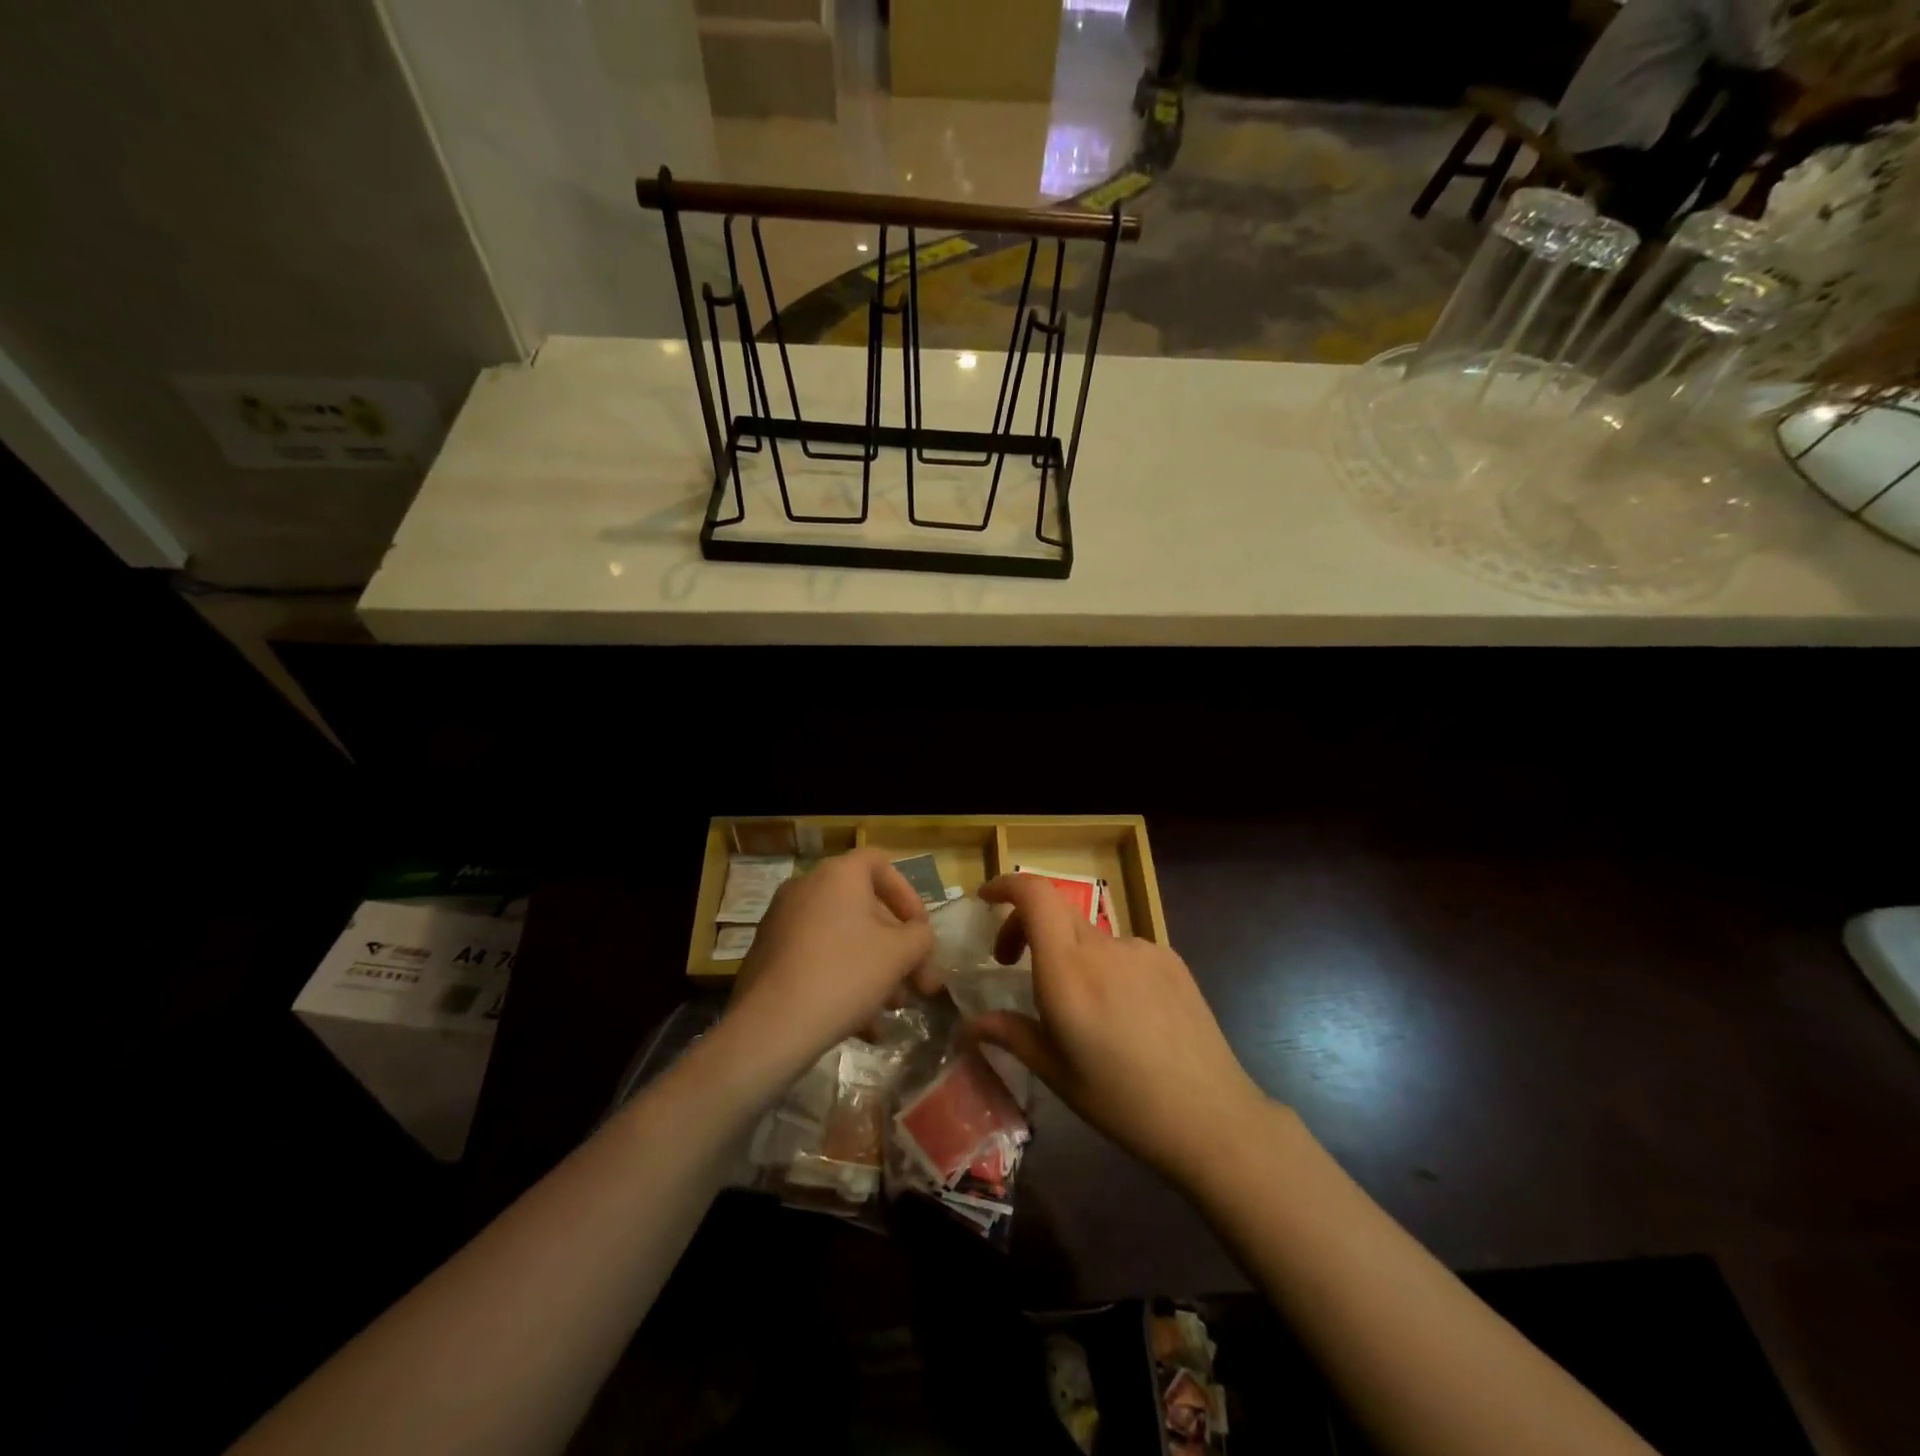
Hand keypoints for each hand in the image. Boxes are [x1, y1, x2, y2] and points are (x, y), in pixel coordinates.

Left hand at [721, 849, 936, 1087]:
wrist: (770, 1027)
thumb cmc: (844, 975)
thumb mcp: (899, 954)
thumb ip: (920, 937)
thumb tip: (918, 936)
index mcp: (838, 874)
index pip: (881, 863)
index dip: (908, 895)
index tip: (919, 931)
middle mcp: (806, 887)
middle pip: (864, 908)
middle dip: (895, 947)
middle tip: (916, 984)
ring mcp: (782, 921)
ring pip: (842, 938)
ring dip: (873, 969)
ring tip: (890, 1010)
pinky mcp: (768, 955)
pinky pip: (817, 958)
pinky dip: (842, 980)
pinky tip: (861, 1025)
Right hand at [965, 873, 1270, 1186]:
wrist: (1211, 1117)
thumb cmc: (1122, 1102)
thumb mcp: (1057, 1073)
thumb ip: (1011, 1034)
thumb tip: (968, 1026)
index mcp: (1068, 973)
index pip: (1035, 896)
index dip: (1007, 885)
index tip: (987, 900)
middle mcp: (1104, 948)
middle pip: (1056, 911)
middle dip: (1025, 926)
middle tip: (1012, 963)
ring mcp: (1142, 949)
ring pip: (1090, 935)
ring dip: (1069, 953)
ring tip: (1080, 1008)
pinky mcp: (1171, 959)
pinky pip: (1124, 950)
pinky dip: (1106, 965)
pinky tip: (1124, 1014)